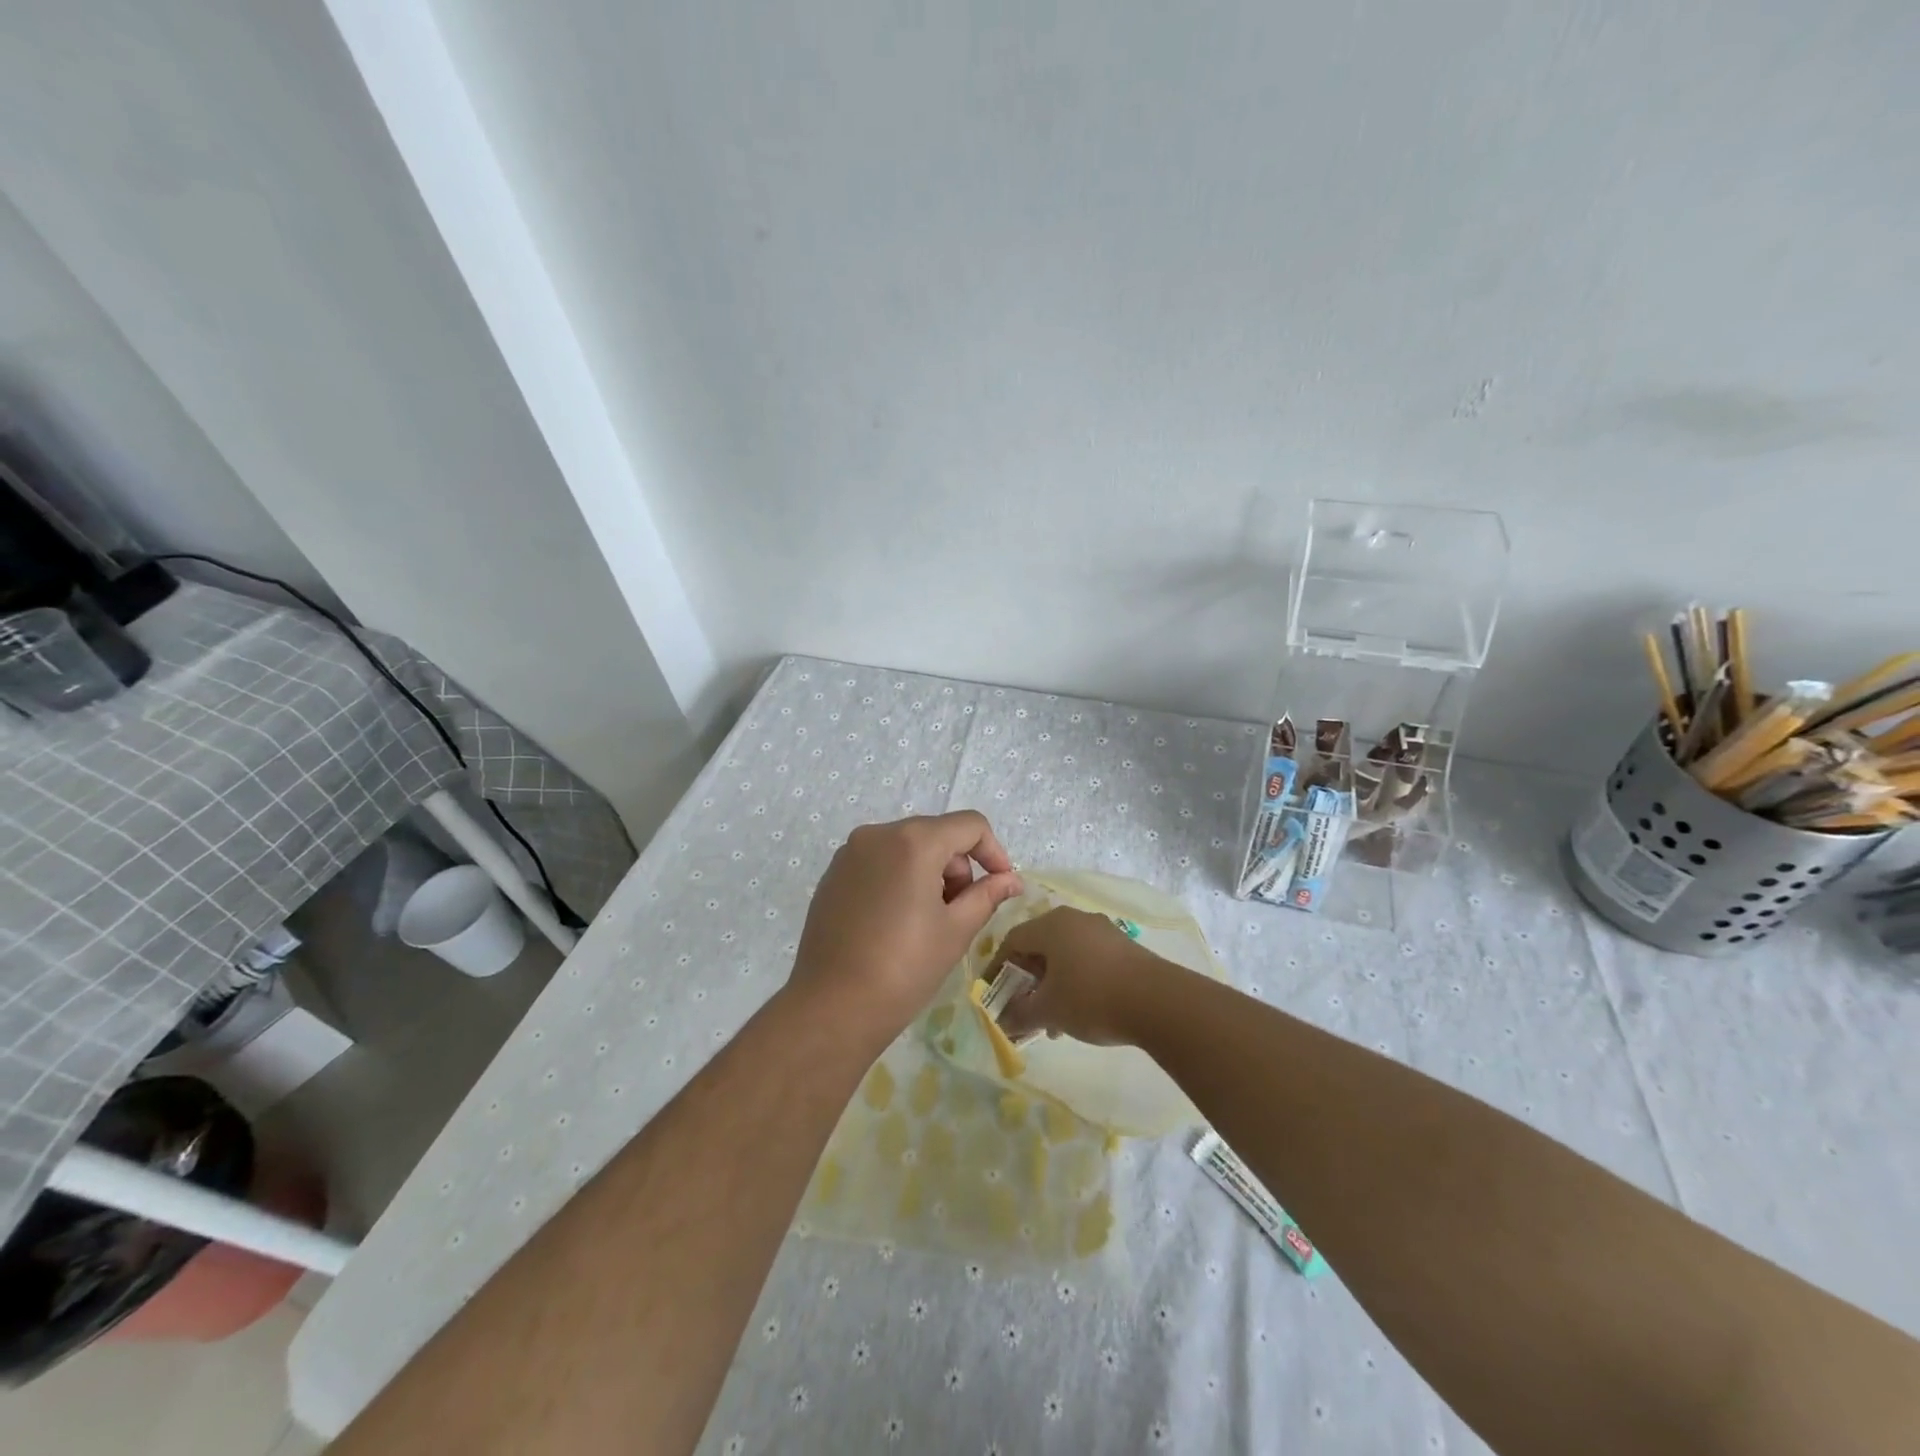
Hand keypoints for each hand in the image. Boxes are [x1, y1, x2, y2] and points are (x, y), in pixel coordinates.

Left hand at [790, 811, 1022, 1045]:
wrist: (832, 1007)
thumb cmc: (904, 967)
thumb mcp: (956, 930)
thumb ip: (987, 895)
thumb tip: (1011, 880)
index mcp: (914, 841)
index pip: (970, 825)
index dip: (994, 852)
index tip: (1001, 886)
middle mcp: (878, 834)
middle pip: (937, 834)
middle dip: (959, 867)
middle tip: (961, 913)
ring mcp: (850, 853)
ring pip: (907, 847)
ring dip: (929, 873)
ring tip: (928, 921)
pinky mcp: (833, 875)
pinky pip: (879, 862)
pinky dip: (899, 879)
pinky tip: (896, 923)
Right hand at [994, 907, 1172, 1046]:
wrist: (1158, 1001)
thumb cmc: (1091, 997)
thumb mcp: (1048, 1010)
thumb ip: (1019, 1014)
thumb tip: (1002, 1021)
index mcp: (1050, 925)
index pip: (1012, 941)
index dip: (998, 969)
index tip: (993, 995)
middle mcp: (1074, 919)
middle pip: (1039, 947)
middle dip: (1027, 982)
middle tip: (1024, 1011)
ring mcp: (1101, 930)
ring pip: (1064, 955)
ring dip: (1052, 986)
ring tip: (1053, 1024)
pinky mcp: (1123, 946)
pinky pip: (1087, 959)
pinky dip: (1075, 982)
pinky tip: (1081, 1013)